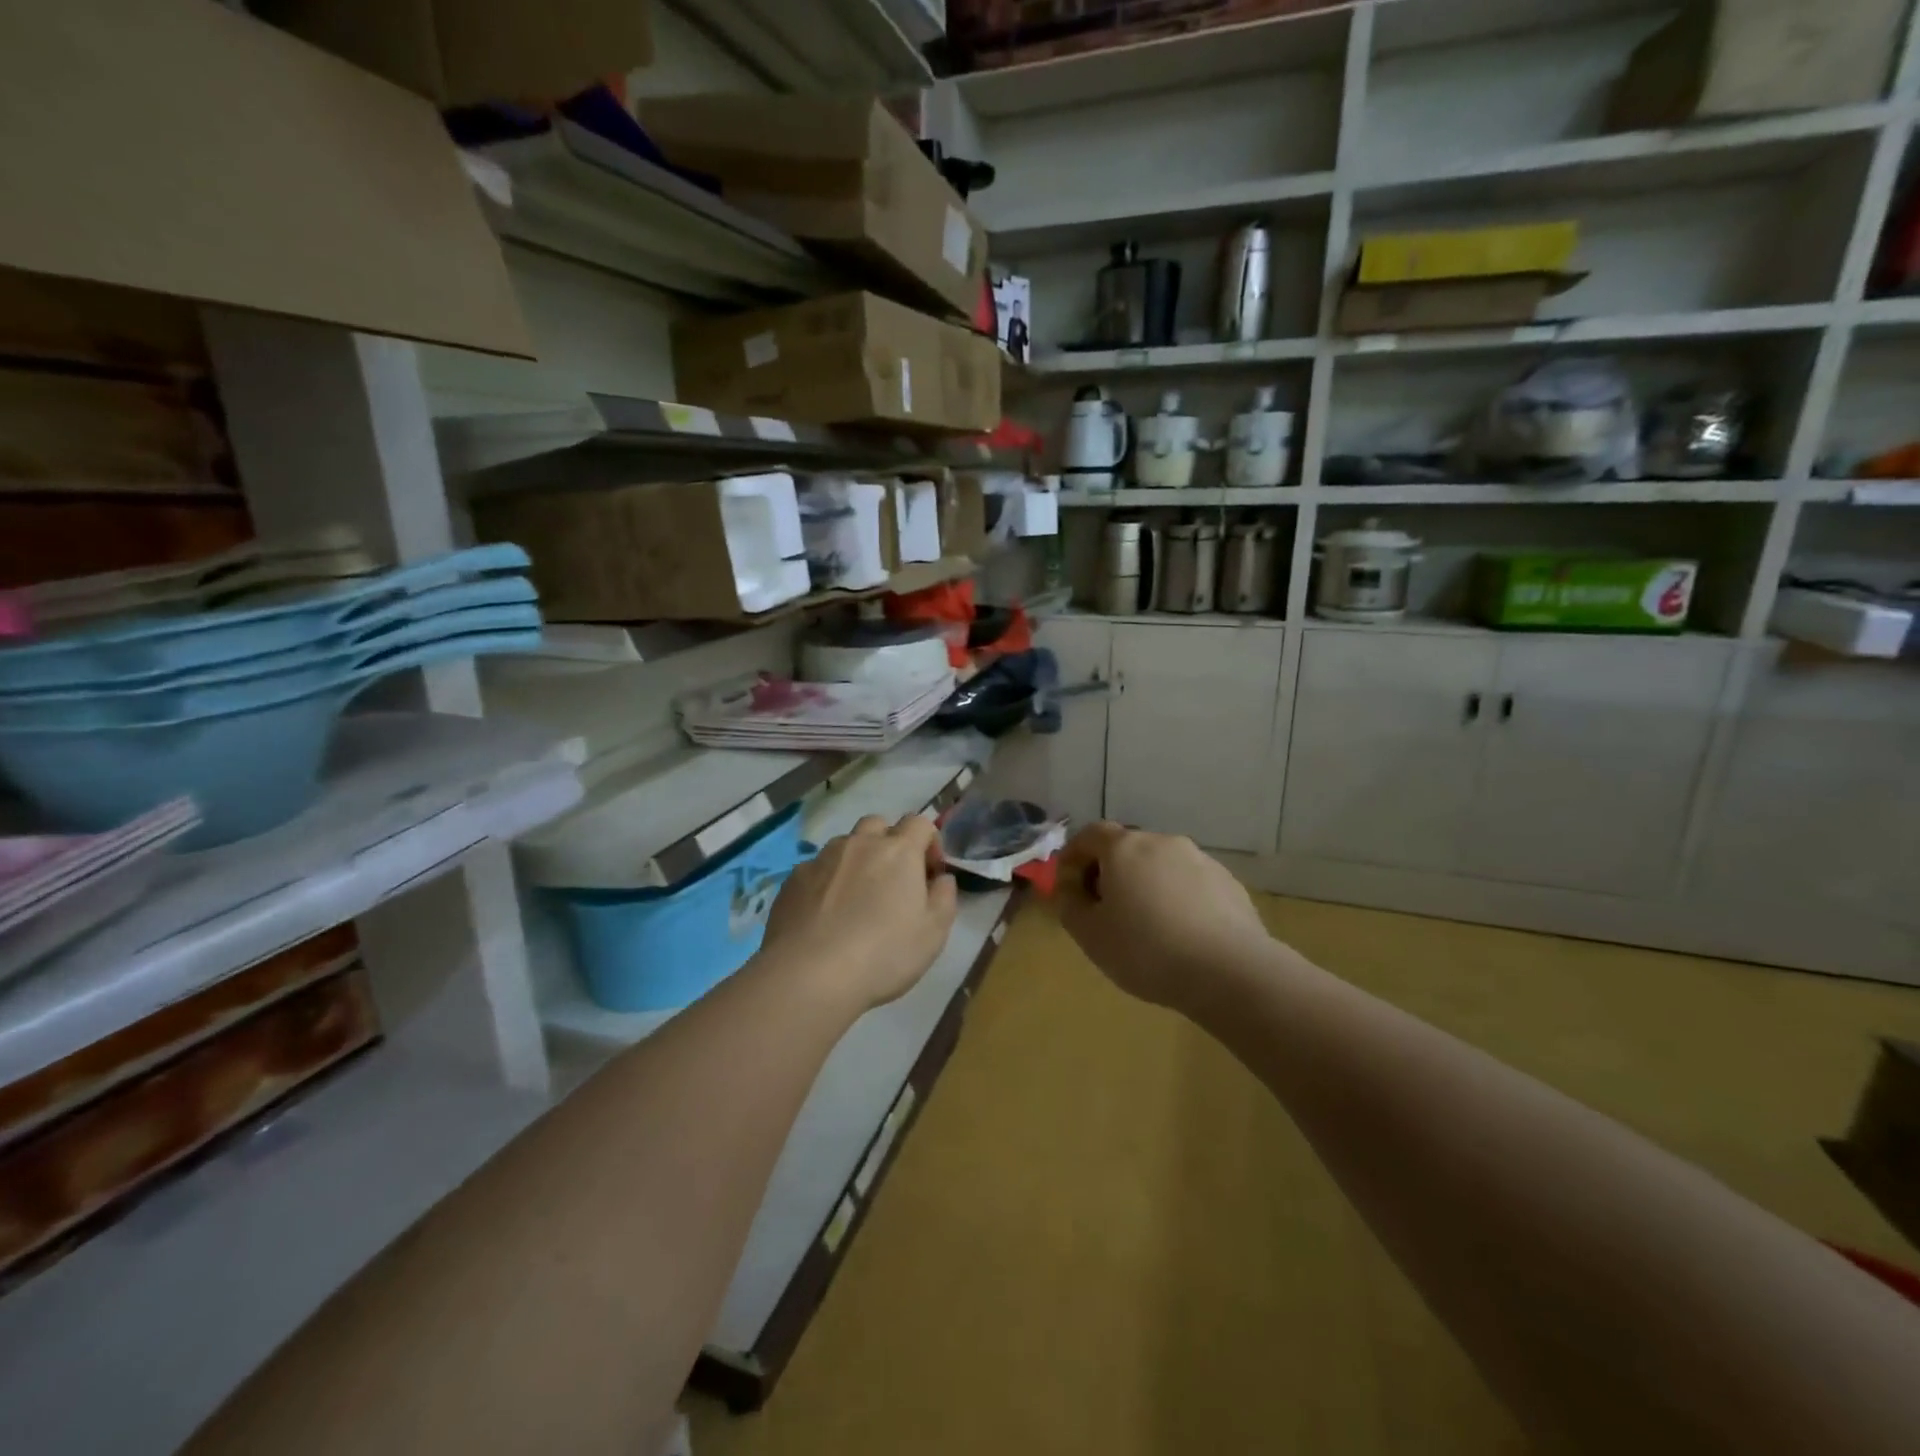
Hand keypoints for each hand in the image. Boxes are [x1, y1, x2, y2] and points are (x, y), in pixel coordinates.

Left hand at [760, 814, 958, 1011]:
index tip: (930, 873)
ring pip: (845, 845)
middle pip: (878, 825)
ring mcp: (822, 859)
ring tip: (855, 899)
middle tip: (892, 880)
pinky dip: (826, 882)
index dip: (929, 842)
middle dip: (889, 843)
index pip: (919, 823)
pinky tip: (824, 915)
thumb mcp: (933, 934)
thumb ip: (944, 898)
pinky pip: (816, 869)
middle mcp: (859, 844)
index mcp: (898, 851)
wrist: (809, 975)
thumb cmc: (883, 954)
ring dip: (856, 860)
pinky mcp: (793, 879)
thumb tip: (941, 878)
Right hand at [1056, 822, 1272, 1010]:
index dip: (1074, 854)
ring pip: (1161, 865)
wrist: (1230, 971)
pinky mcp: (1229, 883)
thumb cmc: (1147, 950)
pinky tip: (1181, 933)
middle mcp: (1163, 842)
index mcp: (1125, 848)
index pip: (1091, 834)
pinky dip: (1177, 898)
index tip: (1068, 881)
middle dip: (1111, 871)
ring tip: (1146, 925)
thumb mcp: (1090, 935)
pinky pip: (1190, 883)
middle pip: (1127, 848)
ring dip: (1146, 884)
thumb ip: (1070, 904)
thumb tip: (1070, 887)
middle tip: (1104, 907)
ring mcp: (1200, 860)